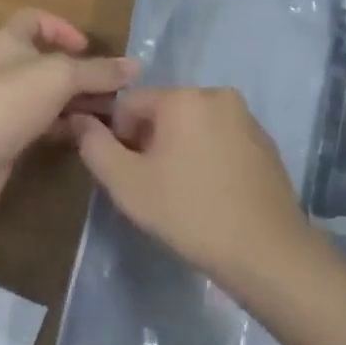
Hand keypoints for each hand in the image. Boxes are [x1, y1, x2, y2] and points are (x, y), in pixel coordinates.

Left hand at [0, 10, 137, 214]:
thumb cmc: (9, 102)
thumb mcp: (61, 77)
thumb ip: (98, 71)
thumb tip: (136, 66)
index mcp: (8, 41)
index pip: (35, 19)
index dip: (62, 28)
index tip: (87, 48)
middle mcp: (3, 67)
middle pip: (47, 61)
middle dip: (81, 73)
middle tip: (113, 89)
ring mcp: (2, 103)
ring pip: (47, 94)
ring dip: (76, 101)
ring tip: (109, 115)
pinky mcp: (5, 136)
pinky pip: (40, 122)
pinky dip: (63, 125)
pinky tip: (85, 135)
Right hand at [71, 87, 309, 283]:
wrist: (265, 250)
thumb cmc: (189, 213)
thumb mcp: (127, 184)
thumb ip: (95, 147)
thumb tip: (80, 119)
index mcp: (183, 97)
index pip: (130, 103)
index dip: (119, 137)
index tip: (128, 174)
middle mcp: (216, 94)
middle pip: (164, 111)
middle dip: (150, 142)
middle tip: (153, 187)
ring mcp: (246, 117)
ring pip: (194, 125)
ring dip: (180, 149)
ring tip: (183, 193)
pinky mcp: (264, 142)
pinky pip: (221, 139)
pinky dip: (209, 157)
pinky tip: (212, 193)